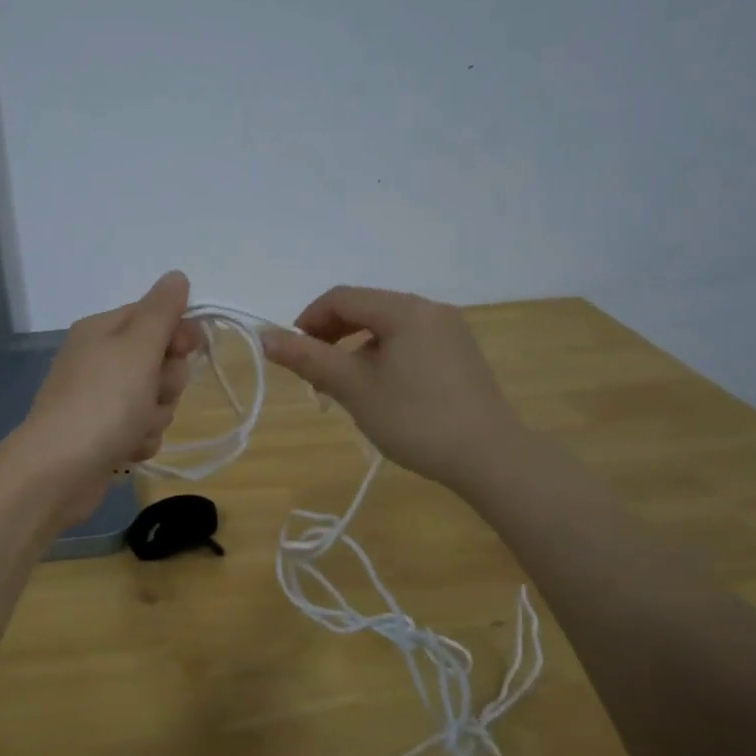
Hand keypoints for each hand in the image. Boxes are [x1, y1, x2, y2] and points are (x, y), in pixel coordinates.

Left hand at [9, 271, 201, 523]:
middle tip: (151, 393)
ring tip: (134, 429)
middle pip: (159, 361)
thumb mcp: (137, 347)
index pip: (155, 316)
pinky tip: (126, 450)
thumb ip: (162, 311)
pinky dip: (140, 440)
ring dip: (155, 416)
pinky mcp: (103, 435)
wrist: (58, 472)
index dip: (178, 334)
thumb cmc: (102, 402)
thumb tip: (176, 276)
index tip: (186, 350)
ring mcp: (100, 399)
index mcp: (103, 330)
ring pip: (154, 399)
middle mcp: (99, 360)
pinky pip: (141, 429)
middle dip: (167, 383)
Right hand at [259, 286, 522, 491]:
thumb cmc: (415, 418)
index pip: (341, 298)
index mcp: (404, 309)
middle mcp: (430, 309)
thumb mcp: (354, 388)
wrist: (490, 457)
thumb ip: (308, 358)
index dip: (308, 320)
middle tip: (315, 373)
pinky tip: (383, 392)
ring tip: (346, 387)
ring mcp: (450, 331)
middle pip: (366, 308)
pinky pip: (411, 342)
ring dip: (356, 348)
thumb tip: (264, 336)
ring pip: (388, 327)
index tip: (293, 354)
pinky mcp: (461, 355)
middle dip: (332, 335)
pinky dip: (384, 356)